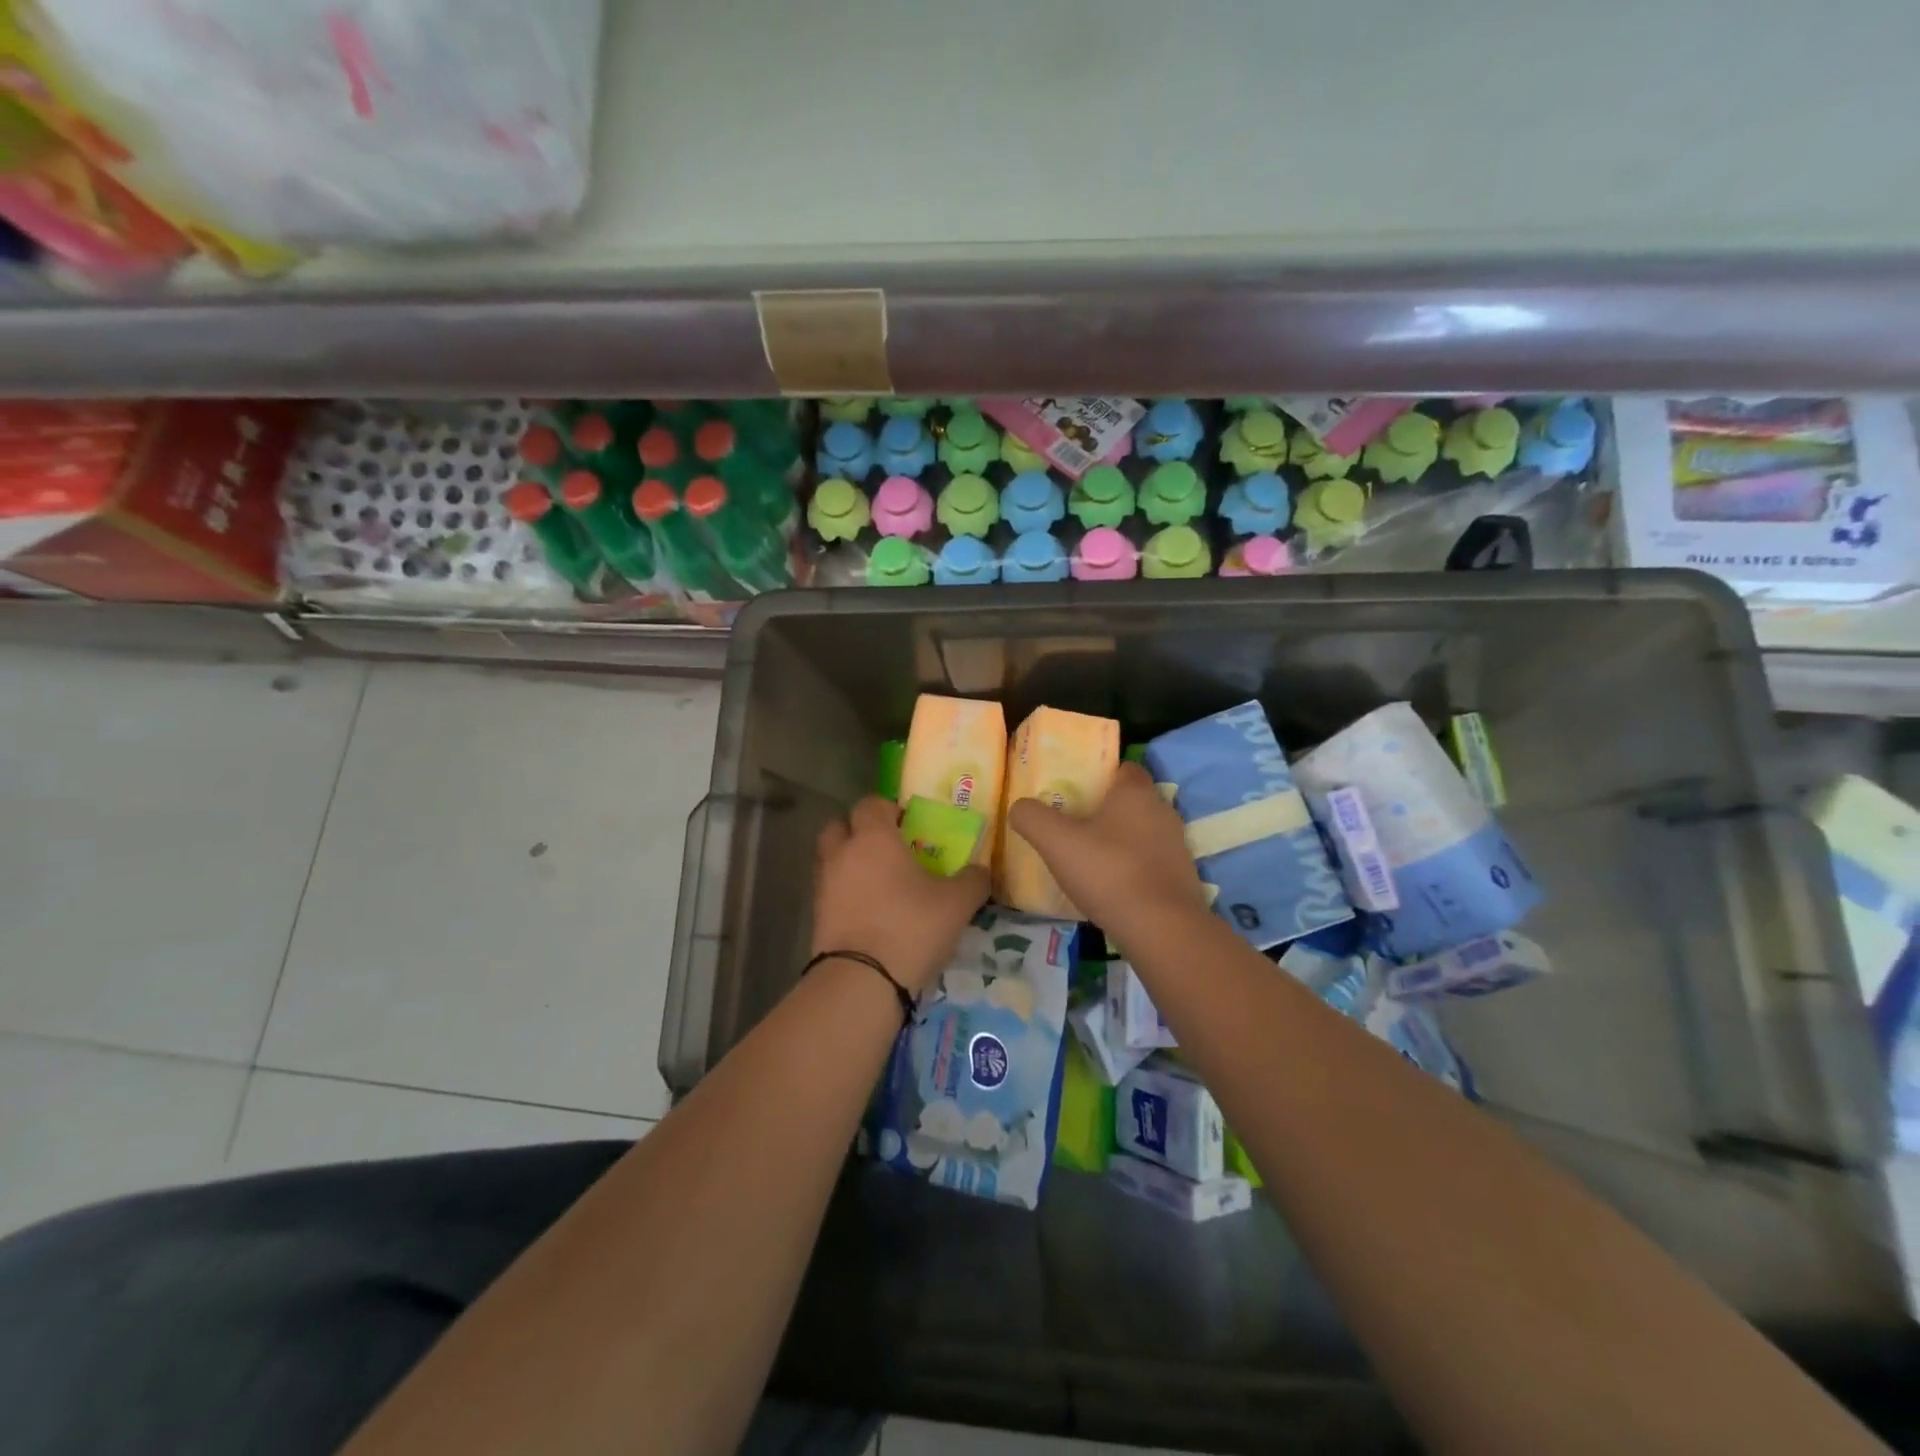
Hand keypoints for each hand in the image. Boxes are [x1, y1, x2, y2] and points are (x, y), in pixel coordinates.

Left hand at [812, 797, 990, 995]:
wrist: (861, 982)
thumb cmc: (910, 928)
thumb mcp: (957, 904)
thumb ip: (973, 880)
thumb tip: (980, 871)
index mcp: (873, 838)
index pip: (871, 803)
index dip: (889, 809)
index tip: (910, 825)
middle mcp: (842, 854)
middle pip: (840, 826)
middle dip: (860, 832)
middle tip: (889, 850)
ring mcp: (824, 886)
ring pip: (832, 860)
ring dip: (851, 864)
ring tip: (881, 885)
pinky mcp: (817, 917)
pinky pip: (831, 891)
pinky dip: (846, 894)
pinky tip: (871, 912)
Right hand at [1007, 761, 1206, 935]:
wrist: (1162, 929)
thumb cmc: (1108, 872)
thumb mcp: (1056, 842)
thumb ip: (1032, 817)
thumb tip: (1019, 807)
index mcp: (1136, 792)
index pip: (1123, 768)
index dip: (1100, 775)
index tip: (1074, 790)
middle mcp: (1162, 811)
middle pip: (1131, 800)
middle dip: (1105, 809)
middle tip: (1072, 824)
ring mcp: (1176, 845)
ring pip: (1141, 832)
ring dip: (1118, 840)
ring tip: (1087, 858)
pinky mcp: (1182, 877)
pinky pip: (1150, 861)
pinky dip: (1131, 867)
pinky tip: (1109, 886)